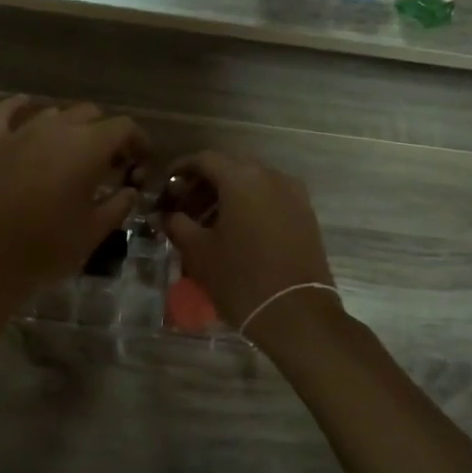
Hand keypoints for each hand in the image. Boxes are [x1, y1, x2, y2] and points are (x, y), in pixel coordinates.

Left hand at [0, 96, 148, 306]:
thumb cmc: (46, 248)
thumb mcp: (94, 231)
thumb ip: (118, 205)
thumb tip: (130, 190)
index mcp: (87, 147)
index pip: (123, 127)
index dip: (138, 141)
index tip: (142, 163)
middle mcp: (56, 129)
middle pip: (91, 115)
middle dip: (107, 135)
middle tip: (112, 165)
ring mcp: (21, 133)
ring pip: (55, 113)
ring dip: (72, 127)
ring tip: (76, 153)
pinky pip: (6, 113)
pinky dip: (20, 107)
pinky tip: (27, 105)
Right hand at [161, 151, 340, 347]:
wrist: (296, 313)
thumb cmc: (240, 278)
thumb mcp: (198, 251)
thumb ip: (177, 224)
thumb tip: (165, 215)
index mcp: (241, 178)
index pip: (204, 159)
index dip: (181, 170)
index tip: (167, 188)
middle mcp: (270, 176)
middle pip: (230, 168)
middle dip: (204, 184)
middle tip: (185, 207)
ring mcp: (293, 194)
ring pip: (253, 183)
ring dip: (227, 196)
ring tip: (208, 224)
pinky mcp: (306, 215)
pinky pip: (271, 198)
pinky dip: (250, 206)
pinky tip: (236, 232)